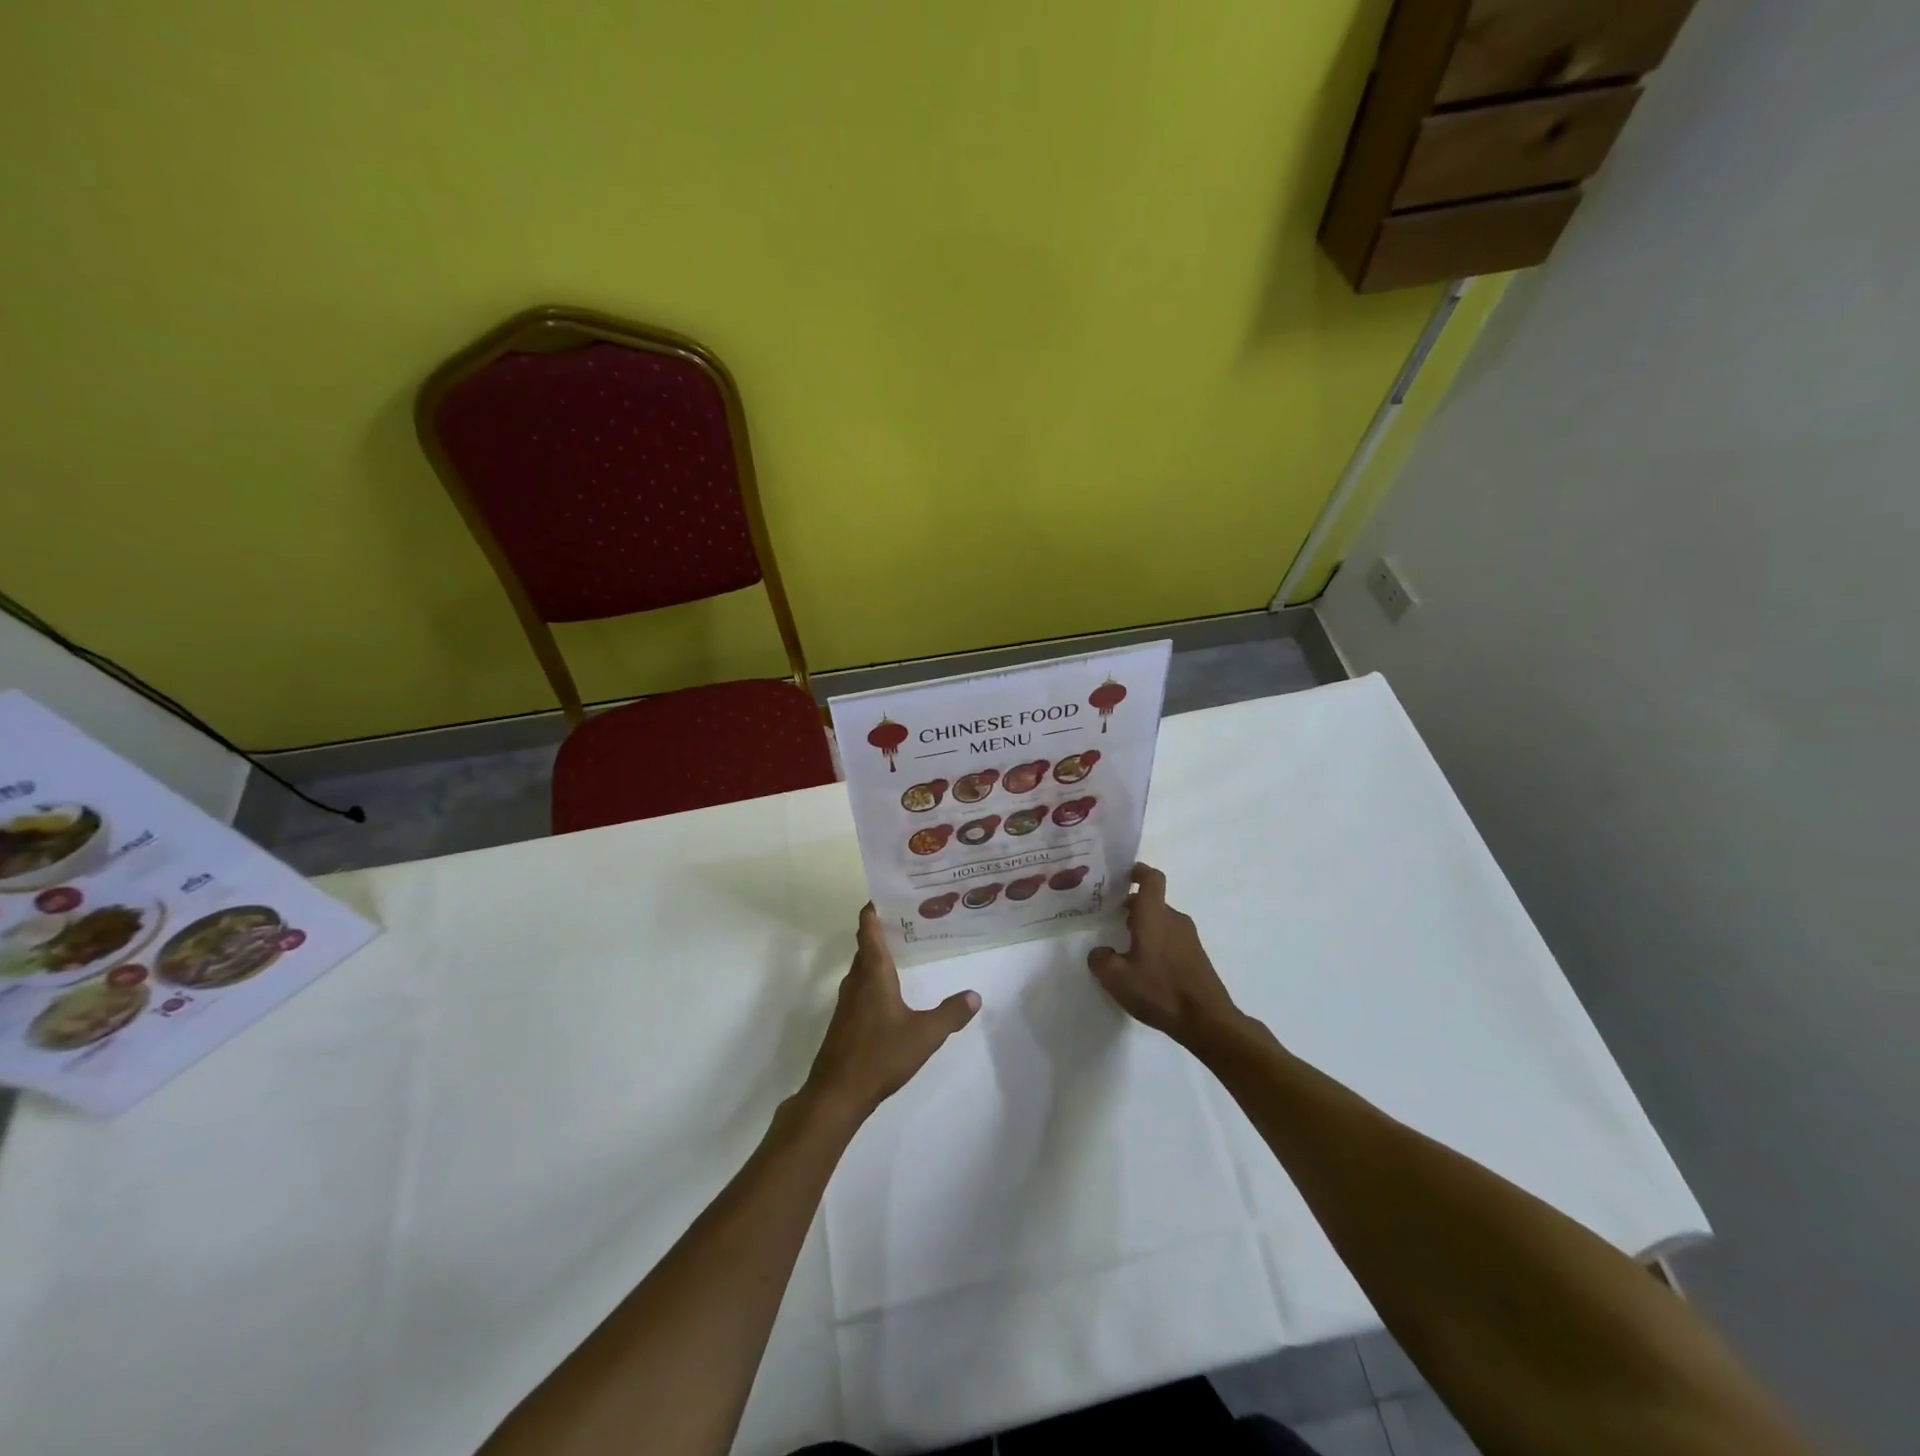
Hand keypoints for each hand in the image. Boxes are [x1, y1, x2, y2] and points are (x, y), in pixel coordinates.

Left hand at [806, 905, 979, 1119]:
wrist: (837, 1094)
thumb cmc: (880, 1055)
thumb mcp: (925, 1034)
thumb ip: (951, 1014)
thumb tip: (975, 995)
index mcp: (873, 973)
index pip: (869, 929)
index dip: (874, 909)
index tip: (887, 893)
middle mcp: (856, 981)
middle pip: (866, 946)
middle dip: (883, 930)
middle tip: (909, 919)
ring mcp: (847, 1003)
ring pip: (862, 968)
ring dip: (877, 956)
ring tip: (904, 950)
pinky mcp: (845, 1022)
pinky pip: (860, 988)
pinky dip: (874, 979)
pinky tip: (891, 992)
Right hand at [1088, 864, 1240, 1047]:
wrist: (1207, 1021)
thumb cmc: (1160, 991)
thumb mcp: (1116, 978)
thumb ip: (1100, 959)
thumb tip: (1100, 952)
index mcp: (1154, 915)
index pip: (1151, 878)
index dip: (1138, 871)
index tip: (1123, 875)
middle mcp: (1174, 920)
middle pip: (1153, 901)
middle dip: (1132, 906)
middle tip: (1110, 917)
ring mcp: (1189, 938)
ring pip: (1162, 921)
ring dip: (1144, 926)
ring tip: (1125, 947)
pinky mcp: (1196, 956)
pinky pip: (1172, 938)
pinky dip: (1157, 943)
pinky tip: (1146, 968)